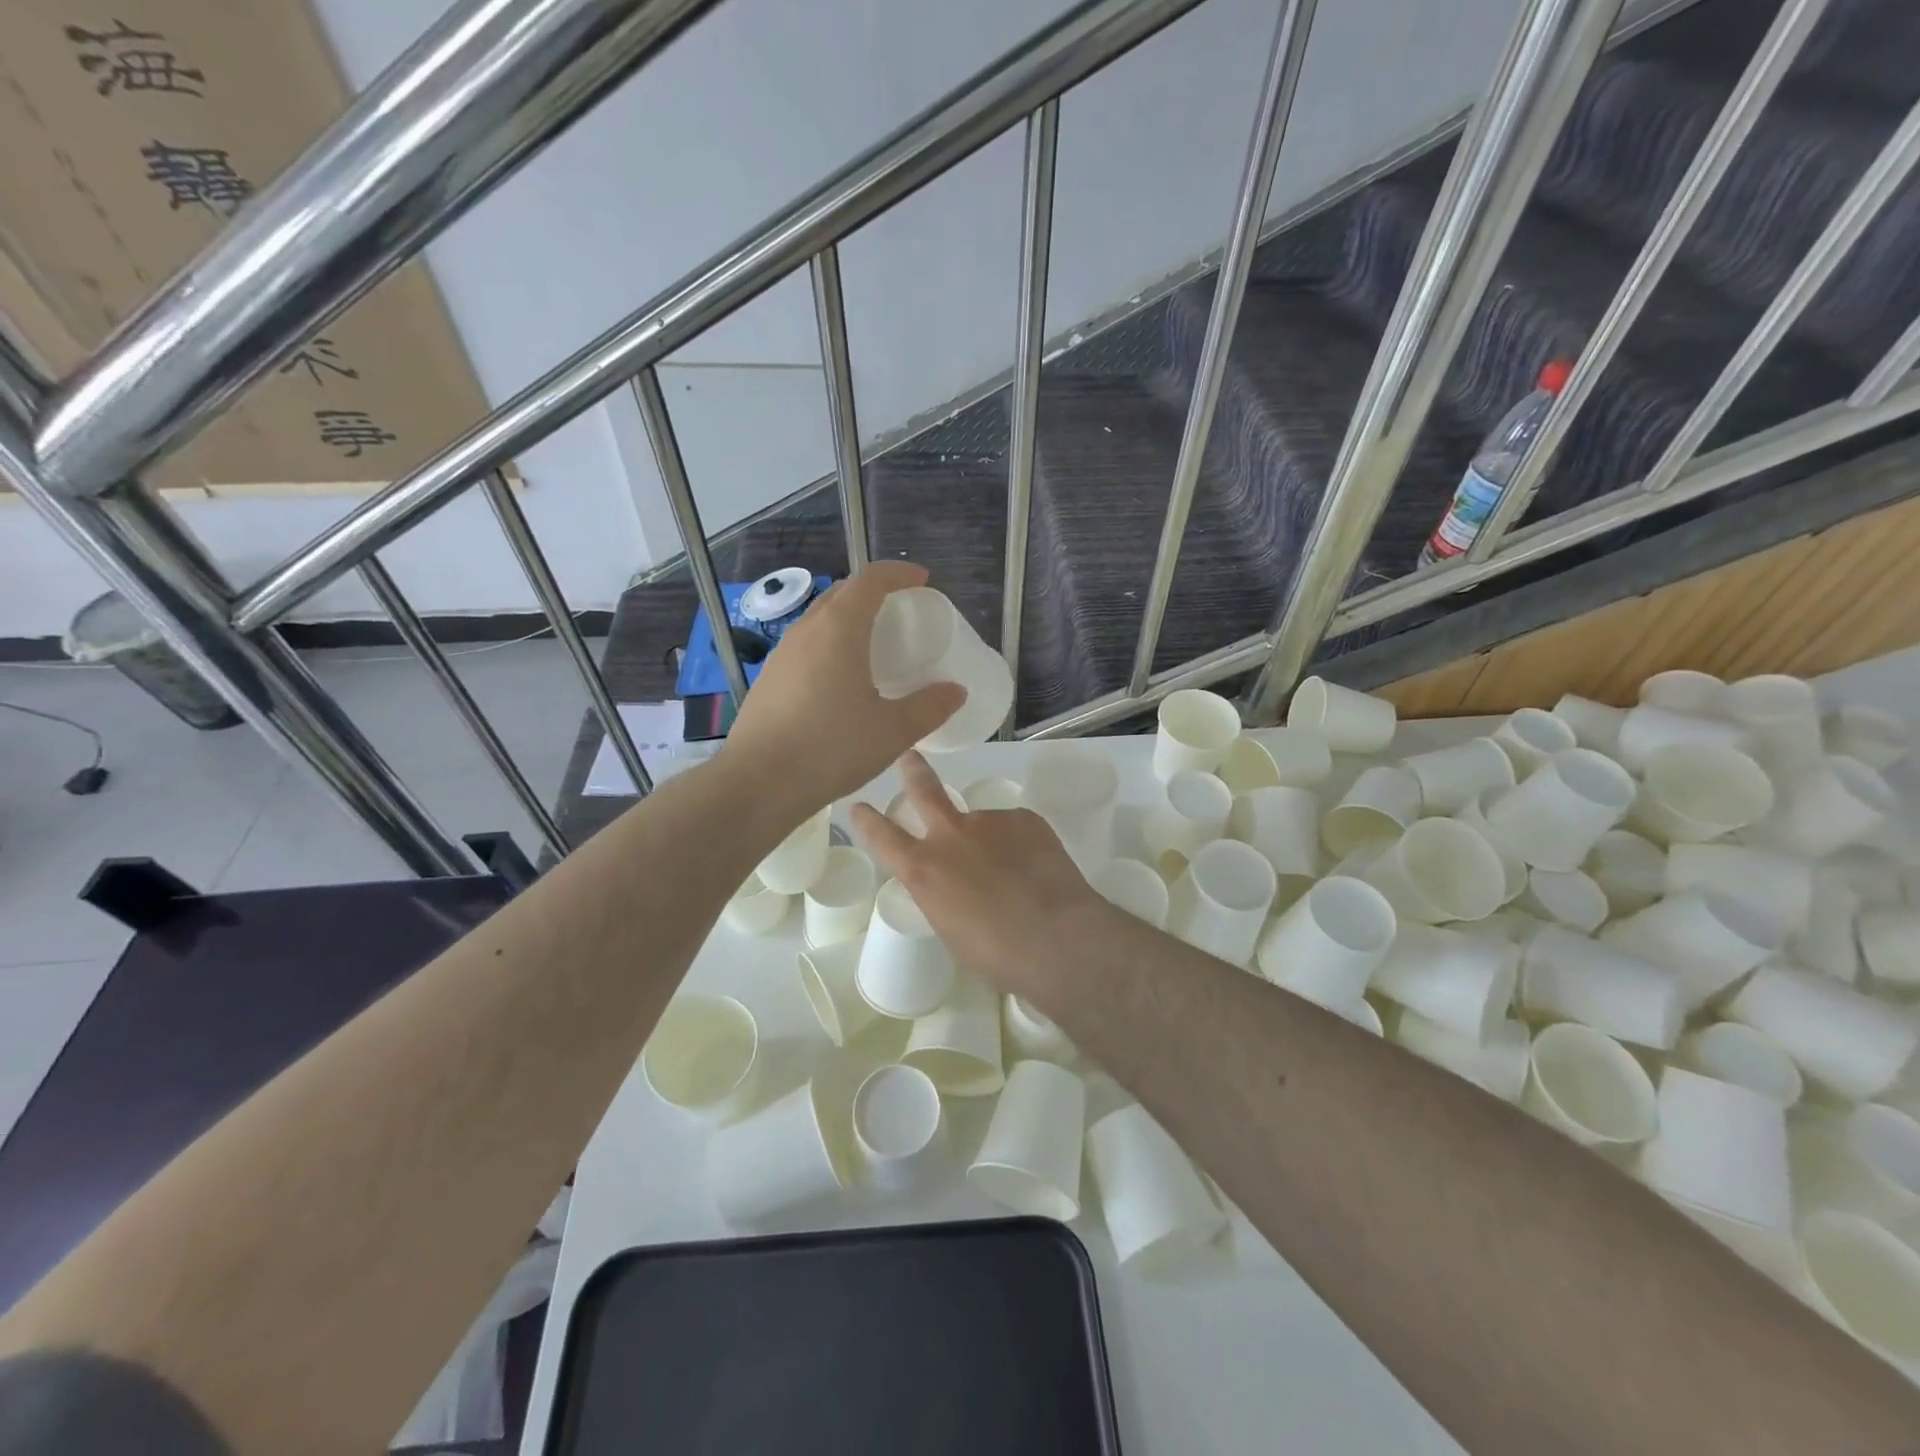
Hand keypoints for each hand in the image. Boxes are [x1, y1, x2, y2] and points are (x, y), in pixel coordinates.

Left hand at [723, 562, 964, 815]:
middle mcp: (806, 631)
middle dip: (874, 593)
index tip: (922, 581)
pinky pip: (806, 647)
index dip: (899, 574)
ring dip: (849, 620)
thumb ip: (929, 707)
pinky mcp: (768, 680)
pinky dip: (830, 647)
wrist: (759, 783)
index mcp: (839, 629)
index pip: (871, 580)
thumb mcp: (893, 731)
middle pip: (843, 594)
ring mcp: (782, 655)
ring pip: (820, 620)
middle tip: (901, 614)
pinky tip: (840, 682)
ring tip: (873, 647)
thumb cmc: (832, 749)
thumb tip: (955, 691)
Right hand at [851, 751, 1111, 998]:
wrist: (1058, 938)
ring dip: (986, 837)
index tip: (858, 806)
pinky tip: (1034, 868)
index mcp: (923, 868)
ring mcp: (990, 820)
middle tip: (909, 756)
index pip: (882, 835)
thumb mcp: (950, 930)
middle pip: (924, 789)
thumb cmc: (997, 954)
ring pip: (980, 821)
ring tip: (1010, 870)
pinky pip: (1013, 827)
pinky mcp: (1025, 818)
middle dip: (912, 769)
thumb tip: (951, 884)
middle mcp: (951, 834)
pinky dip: (1018, 844)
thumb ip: (941, 895)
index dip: (866, 820)